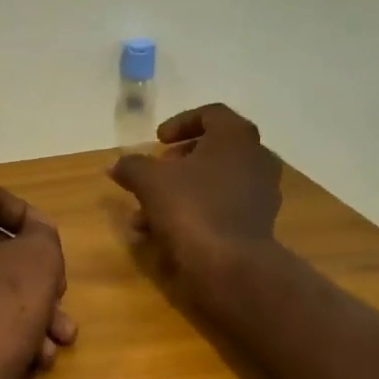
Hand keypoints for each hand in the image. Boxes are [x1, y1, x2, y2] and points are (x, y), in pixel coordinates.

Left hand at [0, 183, 75, 378]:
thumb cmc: (0, 308)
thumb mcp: (40, 259)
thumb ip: (43, 233)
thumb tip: (33, 231)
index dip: (29, 214)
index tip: (52, 242)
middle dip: (38, 274)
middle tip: (61, 295)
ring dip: (32, 307)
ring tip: (60, 338)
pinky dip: (6, 326)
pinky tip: (35, 356)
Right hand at [110, 103, 282, 290]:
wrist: (230, 265)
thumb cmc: (192, 208)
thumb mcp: (150, 182)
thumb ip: (132, 166)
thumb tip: (118, 165)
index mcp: (236, 137)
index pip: (211, 114)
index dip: (180, 123)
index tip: (157, 141)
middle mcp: (256, 159)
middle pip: (213, 150)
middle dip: (177, 163)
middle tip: (153, 175)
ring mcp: (260, 194)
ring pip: (213, 184)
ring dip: (179, 193)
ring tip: (146, 215)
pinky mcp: (257, 224)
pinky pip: (220, 209)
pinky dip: (194, 214)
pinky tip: (163, 235)